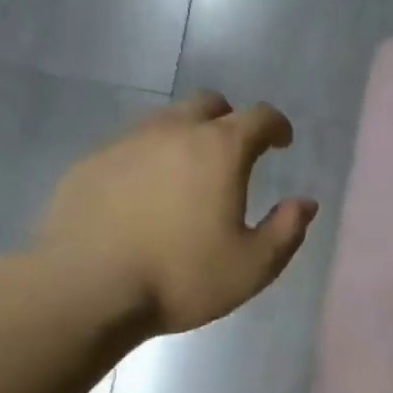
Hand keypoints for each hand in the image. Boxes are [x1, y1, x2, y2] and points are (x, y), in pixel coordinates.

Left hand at [36, 92, 318, 336]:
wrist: (87, 288)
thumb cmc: (180, 278)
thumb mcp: (252, 267)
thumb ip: (286, 230)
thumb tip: (305, 203)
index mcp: (219, 150)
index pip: (259, 117)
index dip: (276, 125)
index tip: (282, 141)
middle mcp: (173, 132)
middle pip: (208, 104)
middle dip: (229, 120)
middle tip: (234, 152)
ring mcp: (125, 143)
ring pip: (164, 121)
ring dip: (185, 136)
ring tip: (187, 174)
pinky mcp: (90, 163)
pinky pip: (129, 147)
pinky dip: (147, 160)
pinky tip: (142, 195)